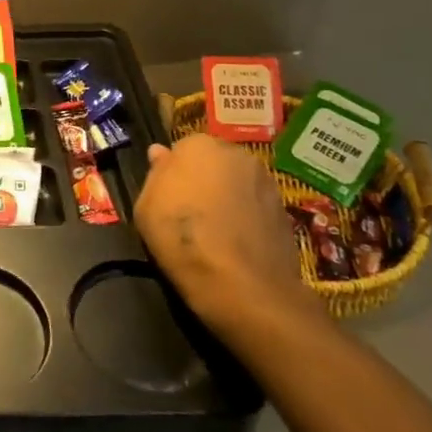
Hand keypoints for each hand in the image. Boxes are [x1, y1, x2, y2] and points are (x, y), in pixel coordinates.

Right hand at [135, 134, 321, 343]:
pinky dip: (247, 218)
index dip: (173, 173)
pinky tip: (237, 243)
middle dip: (204, 180)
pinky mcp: (285, 211)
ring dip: (228, 197)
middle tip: (190, 211)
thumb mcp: (145, 206)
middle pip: (214, 162)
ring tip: (216, 231)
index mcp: (199, 145)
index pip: (181, 149)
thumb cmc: (182, 238)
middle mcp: (237, 154)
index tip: (168, 197)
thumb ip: (155, 174)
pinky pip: (256, 207)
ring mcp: (266, 182)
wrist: (244, 286)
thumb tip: (160, 153)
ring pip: (237, 184)